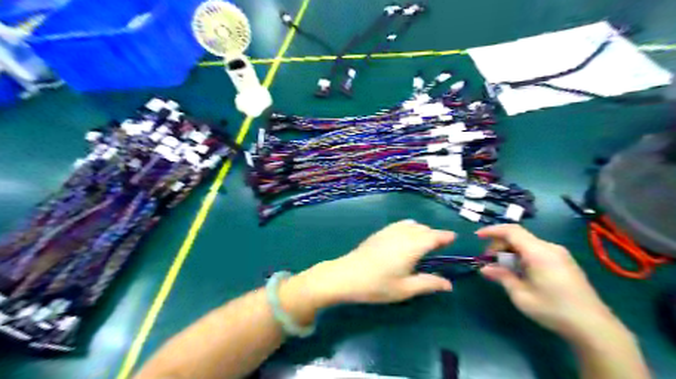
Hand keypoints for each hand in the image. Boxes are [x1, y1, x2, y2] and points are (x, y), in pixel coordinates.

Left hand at [296, 221, 449, 306]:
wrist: (346, 276)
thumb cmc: (377, 285)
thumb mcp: (405, 289)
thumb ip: (428, 284)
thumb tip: (449, 284)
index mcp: (412, 246)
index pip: (434, 236)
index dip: (445, 236)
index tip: (454, 238)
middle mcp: (402, 234)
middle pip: (423, 229)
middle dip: (434, 234)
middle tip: (440, 245)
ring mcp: (388, 231)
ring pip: (411, 225)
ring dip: (421, 230)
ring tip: (424, 241)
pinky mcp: (379, 233)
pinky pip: (399, 224)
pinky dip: (408, 227)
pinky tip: (405, 236)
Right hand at [477, 224, 619, 341]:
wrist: (594, 326)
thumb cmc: (553, 309)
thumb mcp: (521, 295)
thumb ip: (502, 277)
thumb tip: (484, 268)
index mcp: (538, 252)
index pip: (511, 230)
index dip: (492, 230)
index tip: (477, 237)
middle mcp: (549, 247)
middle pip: (518, 237)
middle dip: (499, 245)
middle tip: (489, 261)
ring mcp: (559, 254)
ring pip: (527, 243)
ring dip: (510, 251)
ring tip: (503, 269)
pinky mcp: (564, 261)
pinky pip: (537, 250)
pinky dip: (522, 255)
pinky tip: (520, 271)